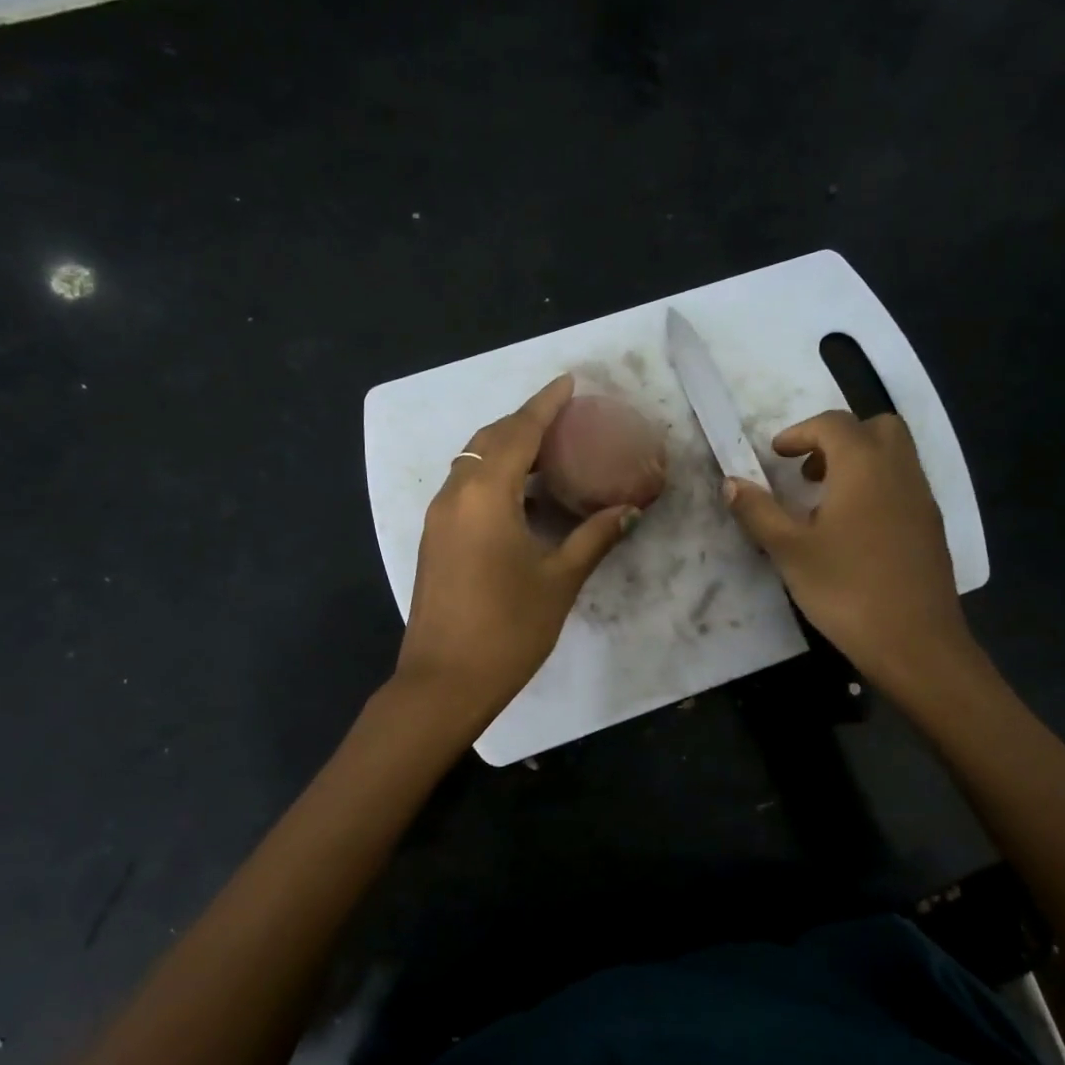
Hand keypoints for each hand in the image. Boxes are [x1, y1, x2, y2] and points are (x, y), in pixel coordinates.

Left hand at [395, 376, 640, 725]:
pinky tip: (525, 497)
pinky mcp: (435, 539)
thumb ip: (594, 537)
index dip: (545, 404)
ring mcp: (439, 518)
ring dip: (508, 450)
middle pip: (490, 440)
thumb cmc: (508, 629)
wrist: (445, 682)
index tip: (569, 382)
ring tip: (551, 453)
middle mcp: (455, 495)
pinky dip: (495, 478)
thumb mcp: (559, 580)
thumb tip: (628, 510)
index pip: (519, 432)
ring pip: (473, 464)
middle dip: (526, 422)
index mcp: (486, 495)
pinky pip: (466, 489)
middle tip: (566, 419)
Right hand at [724, 410, 977, 683]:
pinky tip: (853, 531)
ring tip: (824, 503)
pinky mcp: (931, 527)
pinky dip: (876, 487)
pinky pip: (903, 485)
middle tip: (807, 472)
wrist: (915, 641)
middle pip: (874, 428)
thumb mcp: (789, 551)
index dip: (799, 432)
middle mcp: (899, 471)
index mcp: (863, 466)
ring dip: (858, 463)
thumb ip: (758, 511)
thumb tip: (731, 482)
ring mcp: (922, 499)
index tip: (775, 455)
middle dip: (837, 439)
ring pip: (893, 456)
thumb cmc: (846, 590)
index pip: (832, 424)